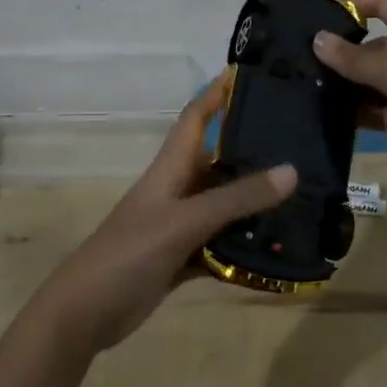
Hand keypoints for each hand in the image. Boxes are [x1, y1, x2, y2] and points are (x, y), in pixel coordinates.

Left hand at [29, 75, 297, 353]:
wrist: (86, 313)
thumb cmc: (129, 253)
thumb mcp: (184, 222)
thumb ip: (235, 198)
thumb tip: (291, 170)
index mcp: (169, 169)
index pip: (195, 118)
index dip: (216, 94)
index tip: (248, 74)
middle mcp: (176, 191)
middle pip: (217, 161)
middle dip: (251, 150)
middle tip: (298, 142)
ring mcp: (178, 226)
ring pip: (222, 205)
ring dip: (253, 203)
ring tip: (300, 195)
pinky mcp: (181, 259)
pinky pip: (220, 245)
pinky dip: (243, 245)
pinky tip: (275, 248)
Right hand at [312, 0, 386, 188]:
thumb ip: (358, 60)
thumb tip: (318, 39)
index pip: (385, 4)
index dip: (355, 1)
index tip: (318, 11)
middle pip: (373, 45)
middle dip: (341, 49)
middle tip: (298, 58)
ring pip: (372, 80)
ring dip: (345, 83)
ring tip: (302, 86)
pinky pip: (377, 109)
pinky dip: (355, 111)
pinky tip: (325, 115)